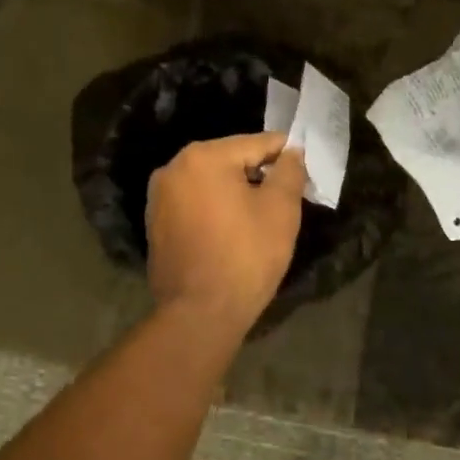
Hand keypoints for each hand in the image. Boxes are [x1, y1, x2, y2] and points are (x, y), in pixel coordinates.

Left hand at [145, 133, 306, 326]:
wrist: (199, 315)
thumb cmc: (245, 256)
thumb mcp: (280, 209)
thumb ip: (289, 171)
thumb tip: (291, 152)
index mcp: (203, 157)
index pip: (256, 144)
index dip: (285, 155)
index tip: (304, 170)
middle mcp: (174, 168)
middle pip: (230, 160)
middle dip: (259, 174)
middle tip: (286, 197)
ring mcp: (159, 197)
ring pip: (211, 182)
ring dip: (236, 192)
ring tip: (261, 217)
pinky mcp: (155, 223)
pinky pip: (195, 204)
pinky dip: (215, 209)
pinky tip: (233, 232)